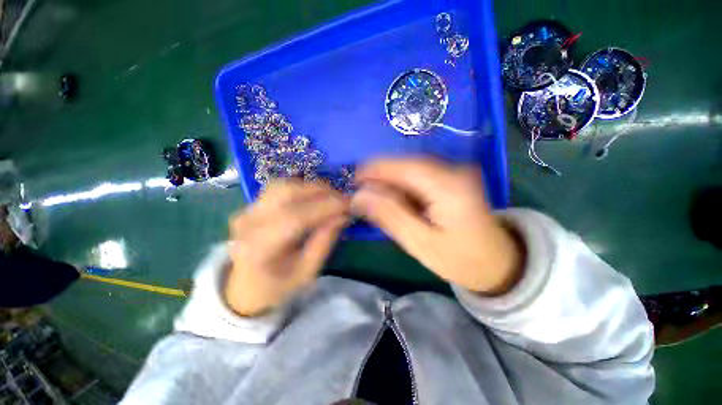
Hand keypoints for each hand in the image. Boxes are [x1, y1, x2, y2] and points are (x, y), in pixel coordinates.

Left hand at [225, 179, 349, 315]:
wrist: (245, 288)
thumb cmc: (278, 286)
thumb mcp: (307, 271)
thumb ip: (325, 240)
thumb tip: (343, 215)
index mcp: (259, 248)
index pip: (295, 217)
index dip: (325, 207)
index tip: (348, 204)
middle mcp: (248, 223)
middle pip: (286, 193)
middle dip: (320, 192)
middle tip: (342, 198)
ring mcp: (246, 212)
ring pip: (282, 185)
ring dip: (311, 187)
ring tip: (330, 196)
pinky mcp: (250, 206)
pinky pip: (278, 188)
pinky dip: (300, 188)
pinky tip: (313, 196)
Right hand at [352, 158, 524, 294]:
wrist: (497, 262)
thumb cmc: (460, 259)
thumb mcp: (420, 243)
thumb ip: (390, 216)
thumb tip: (359, 196)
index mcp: (448, 185)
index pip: (403, 166)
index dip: (374, 170)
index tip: (352, 182)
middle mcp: (453, 169)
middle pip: (405, 165)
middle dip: (379, 178)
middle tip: (362, 198)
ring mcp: (454, 171)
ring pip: (409, 169)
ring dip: (389, 183)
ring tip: (376, 203)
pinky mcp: (450, 178)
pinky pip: (417, 176)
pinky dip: (401, 187)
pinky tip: (396, 202)